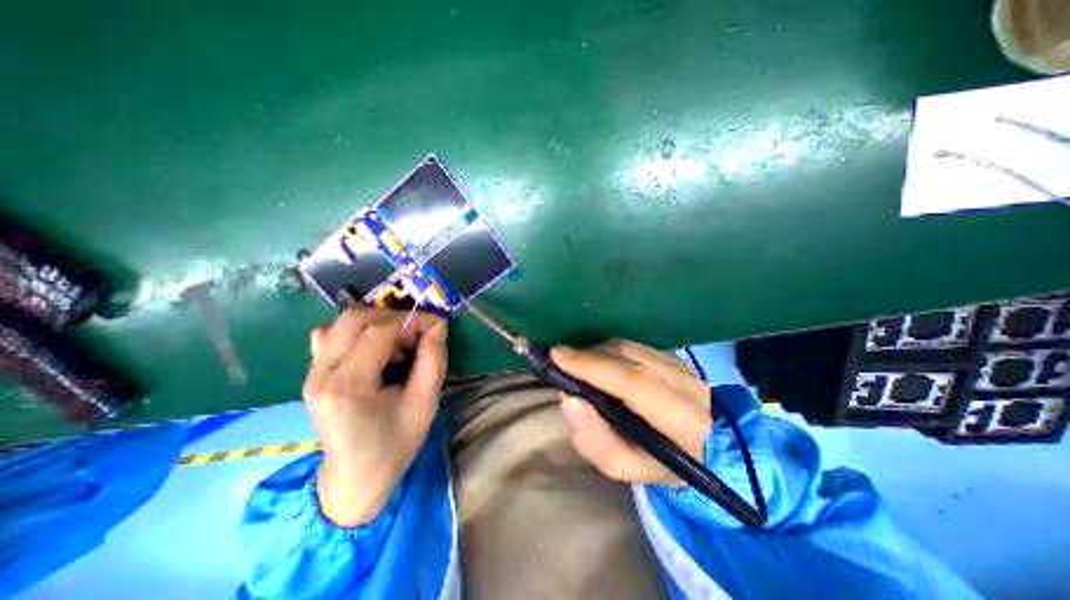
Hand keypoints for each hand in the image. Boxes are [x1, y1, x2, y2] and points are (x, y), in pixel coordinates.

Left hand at [306, 307, 448, 526]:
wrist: (353, 480)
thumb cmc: (394, 445)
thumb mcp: (425, 403)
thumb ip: (433, 360)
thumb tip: (438, 326)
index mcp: (349, 385)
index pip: (380, 330)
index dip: (413, 320)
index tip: (437, 324)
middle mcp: (322, 373)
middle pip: (356, 318)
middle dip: (395, 317)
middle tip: (417, 334)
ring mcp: (311, 373)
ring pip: (343, 322)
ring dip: (378, 323)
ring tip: (398, 343)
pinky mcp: (312, 374)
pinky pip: (331, 336)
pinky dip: (358, 332)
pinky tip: (374, 349)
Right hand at [551, 337, 707, 486]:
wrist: (704, 447)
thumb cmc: (658, 463)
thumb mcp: (625, 467)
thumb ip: (594, 441)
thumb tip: (570, 400)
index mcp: (683, 421)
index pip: (634, 382)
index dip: (593, 366)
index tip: (557, 356)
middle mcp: (688, 384)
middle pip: (629, 356)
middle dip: (588, 355)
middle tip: (560, 359)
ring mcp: (683, 364)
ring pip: (629, 347)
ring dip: (596, 352)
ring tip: (577, 364)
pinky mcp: (674, 355)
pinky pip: (633, 345)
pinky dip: (608, 351)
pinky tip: (597, 363)